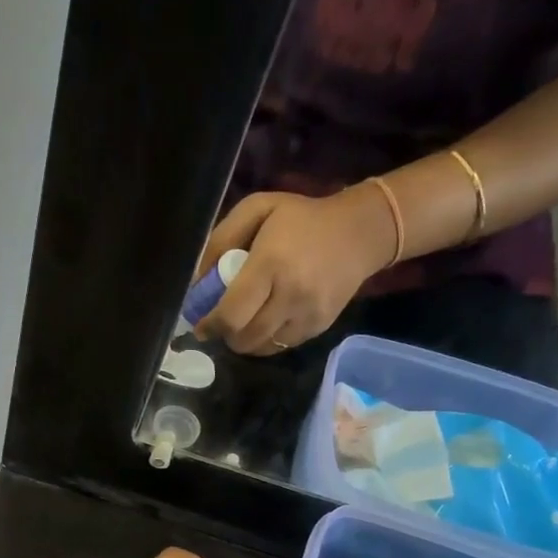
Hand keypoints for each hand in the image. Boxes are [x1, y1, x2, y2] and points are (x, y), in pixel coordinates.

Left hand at [194, 185, 396, 355]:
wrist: (361, 232)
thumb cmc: (301, 218)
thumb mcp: (257, 209)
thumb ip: (220, 241)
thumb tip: (196, 282)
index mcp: (271, 264)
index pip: (232, 314)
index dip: (211, 325)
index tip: (201, 325)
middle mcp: (291, 295)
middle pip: (243, 338)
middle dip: (225, 335)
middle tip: (221, 323)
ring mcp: (308, 315)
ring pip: (261, 348)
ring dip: (244, 341)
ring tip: (242, 323)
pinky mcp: (319, 328)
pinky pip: (280, 346)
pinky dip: (265, 340)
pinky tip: (265, 321)